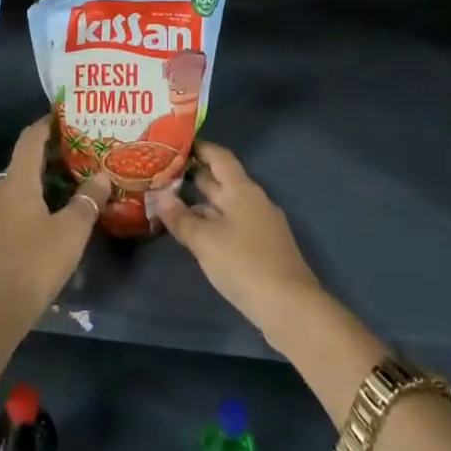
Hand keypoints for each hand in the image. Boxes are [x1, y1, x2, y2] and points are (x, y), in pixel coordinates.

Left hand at [0, 117, 110, 326]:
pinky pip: (20, 204)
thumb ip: (88, 200)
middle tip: (82, 147)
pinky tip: (59, 210)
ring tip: (75, 177)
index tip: (66, 114)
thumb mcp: (72, 229)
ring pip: (23, 184)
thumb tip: (101, 176)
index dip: (47, 123)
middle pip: (26, 160)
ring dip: (46, 177)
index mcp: (19, 181)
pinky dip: (40, 198)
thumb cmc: (35, 259)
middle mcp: (4, 191)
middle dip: (52, 151)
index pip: (30, 139)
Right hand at [156, 143, 322, 350]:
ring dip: (201, 203)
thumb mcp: (205, 241)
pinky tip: (196, 234)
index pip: (219, 157)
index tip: (175, 144)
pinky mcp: (262, 248)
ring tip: (171, 203)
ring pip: (226, 205)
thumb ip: (181, 218)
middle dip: (194, 176)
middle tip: (163, 174)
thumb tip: (160, 195)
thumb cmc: (244, 264)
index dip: (199, 148)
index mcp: (242, 189)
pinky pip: (232, 224)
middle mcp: (253, 200)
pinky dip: (212, 223)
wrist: (290, 306)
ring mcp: (260, 224)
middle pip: (222, 180)